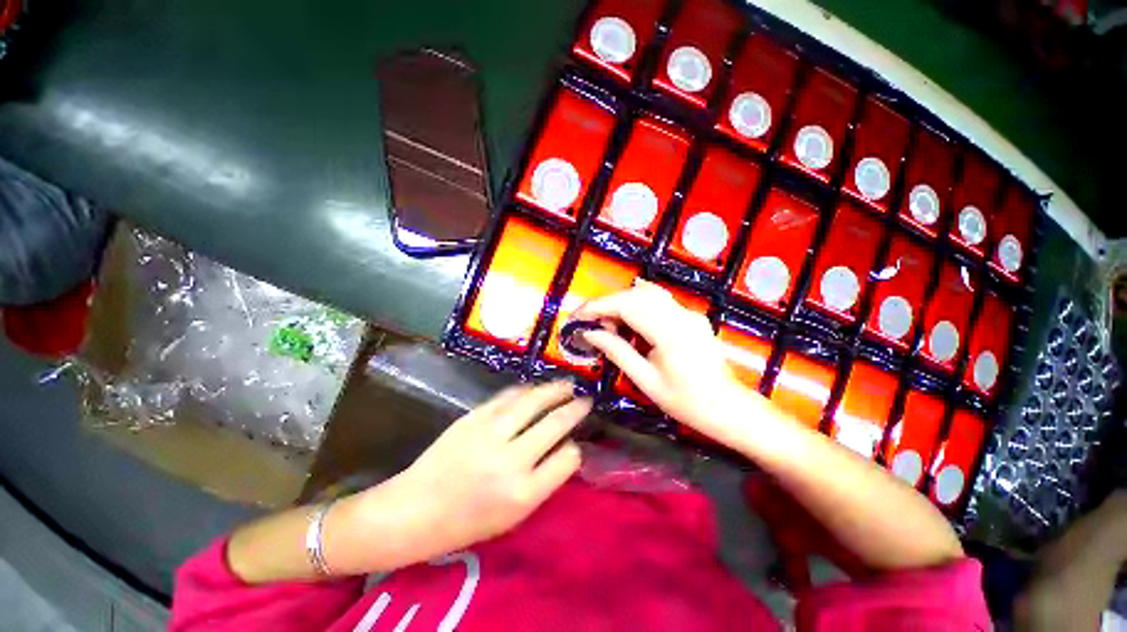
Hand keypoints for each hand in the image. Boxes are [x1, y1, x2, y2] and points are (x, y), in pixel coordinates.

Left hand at [357, 381, 589, 562]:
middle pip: (555, 423)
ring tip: (567, 385)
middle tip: (586, 400)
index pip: (567, 458)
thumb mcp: (513, 515)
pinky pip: (509, 396)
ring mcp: (491, 433)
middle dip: (576, 408)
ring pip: (534, 401)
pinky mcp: (474, 417)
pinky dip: (527, 390)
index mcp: (524, 493)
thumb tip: (563, 449)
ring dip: (555, 390)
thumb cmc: (466, 523)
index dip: (575, 449)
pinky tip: (535, 389)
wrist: (414, 510)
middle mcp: (511, 460)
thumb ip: (542, 481)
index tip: (575, 443)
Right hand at [573, 280, 752, 444]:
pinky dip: (638, 305)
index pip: (627, 305)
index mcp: (670, 333)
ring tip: (608, 323)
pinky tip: (629, 318)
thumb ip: (617, 351)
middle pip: (637, 294)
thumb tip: (589, 333)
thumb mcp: (646, 381)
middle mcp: (681, 315)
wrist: (728, 408)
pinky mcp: (692, 317)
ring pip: (648, 294)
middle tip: (590, 322)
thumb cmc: (686, 402)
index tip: (578, 316)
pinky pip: (660, 301)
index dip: (599, 306)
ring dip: (623, 302)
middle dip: (608, 303)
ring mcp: (689, 313)